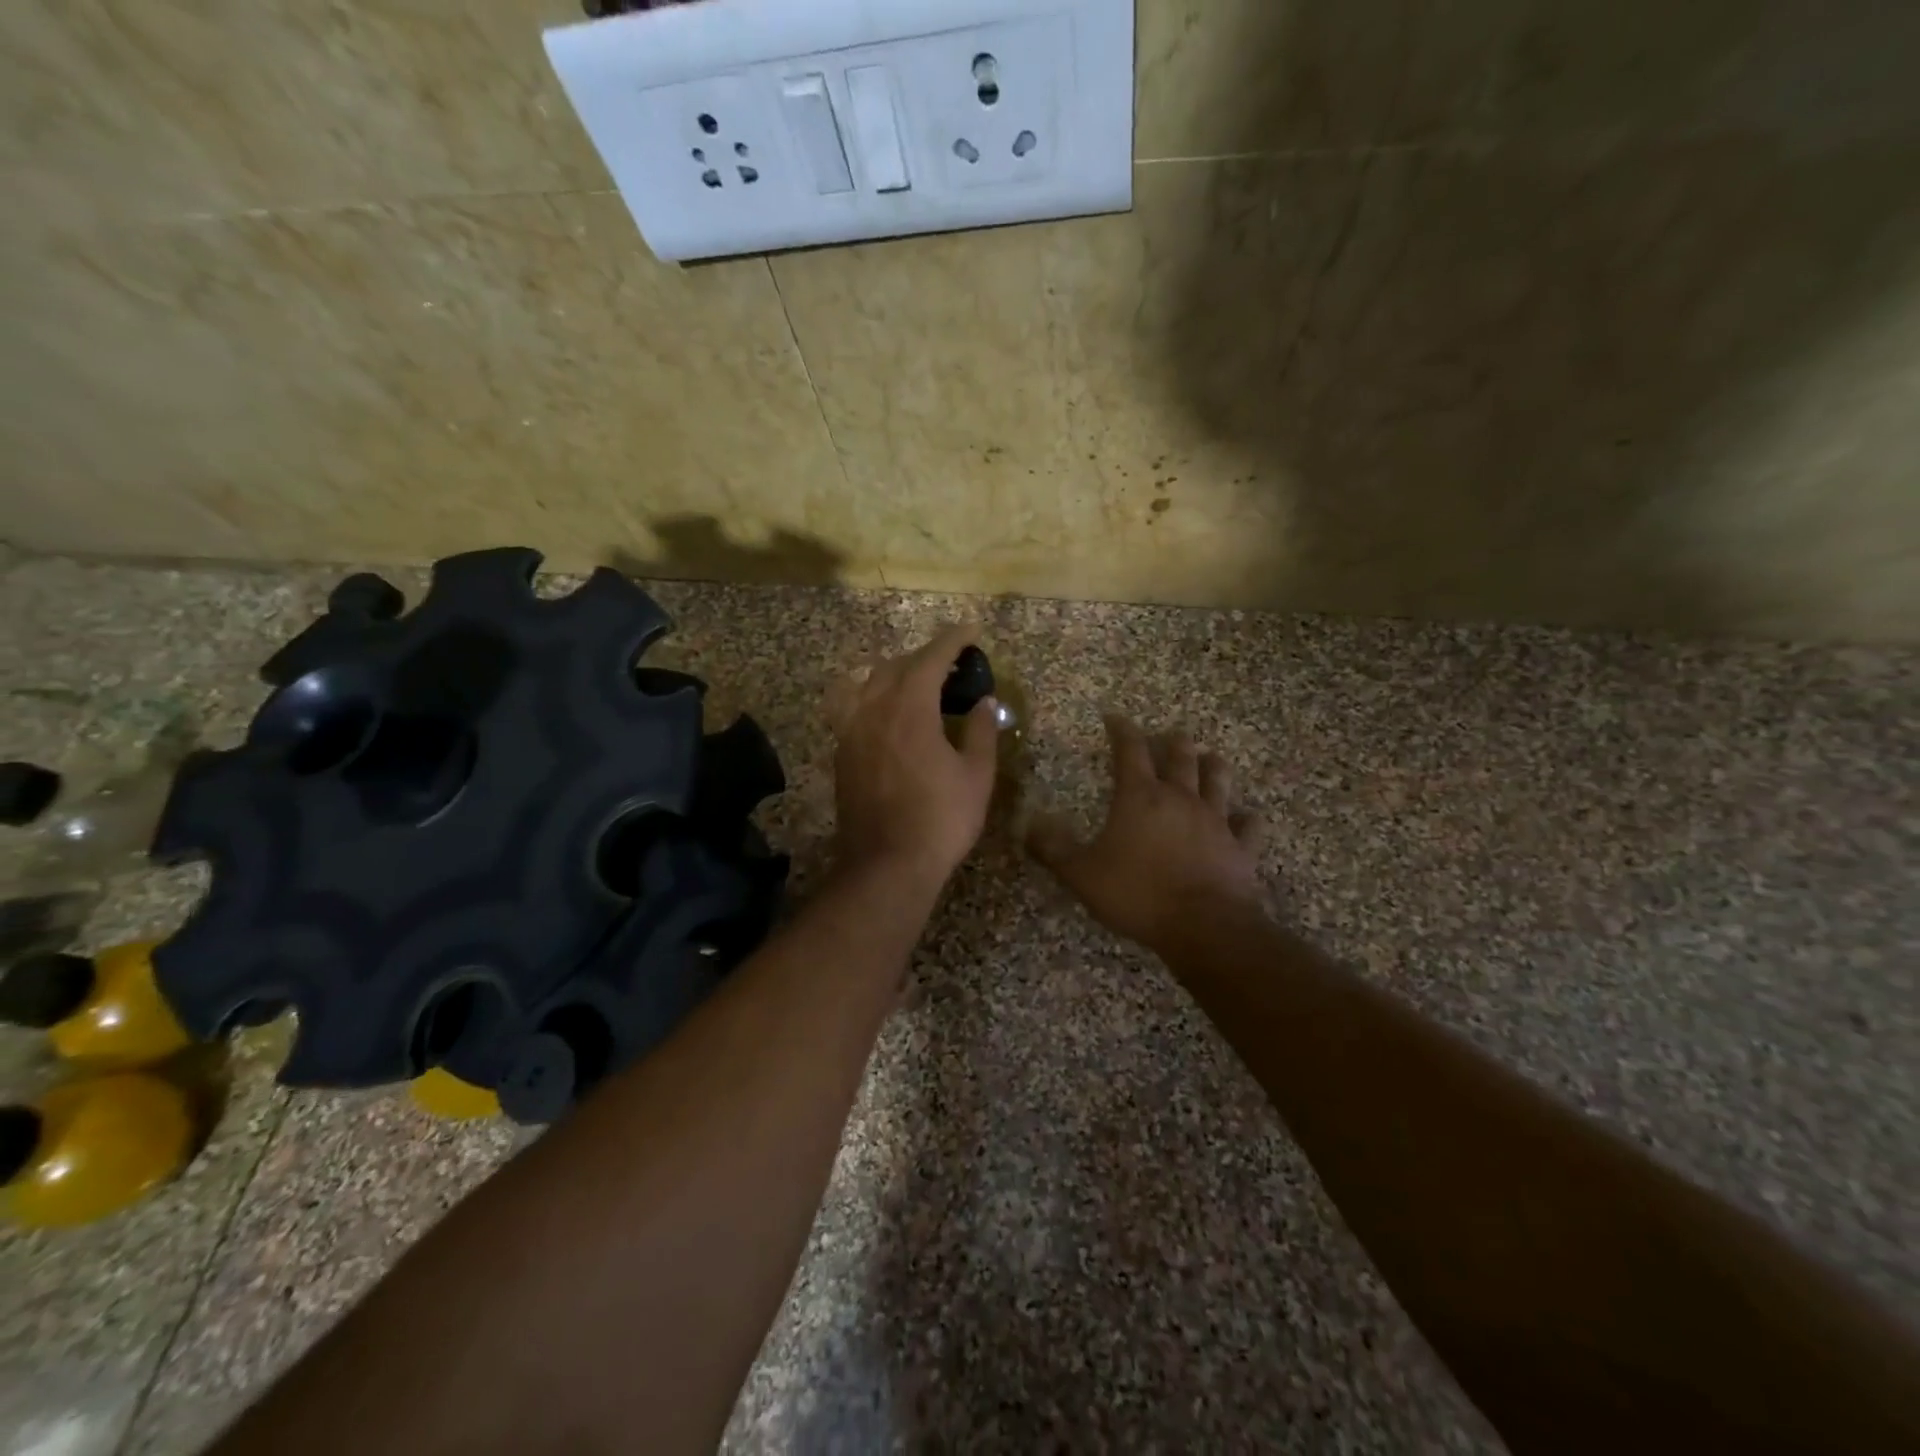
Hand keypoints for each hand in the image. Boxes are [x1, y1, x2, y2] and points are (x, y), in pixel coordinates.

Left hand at [827, 624, 999, 888]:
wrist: (886, 865)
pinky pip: (854, 707)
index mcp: (909, 707)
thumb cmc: (940, 820)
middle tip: (952, 662)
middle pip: (896, 665)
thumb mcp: (976, 775)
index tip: (971, 630)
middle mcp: (874, 709)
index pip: (931, 658)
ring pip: (869, 683)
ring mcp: (851, 731)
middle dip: (925, 656)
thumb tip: (984, 702)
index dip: (953, 640)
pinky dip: (874, 696)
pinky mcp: (842, 753)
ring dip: (896, 673)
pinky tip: (888, 712)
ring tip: (918, 683)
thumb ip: (980, 731)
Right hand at [1029, 715, 1264, 955]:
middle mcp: (1181, 799)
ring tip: (1209, 758)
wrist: (1204, 926)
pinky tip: (1246, 817)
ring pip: (1218, 780)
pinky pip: (1248, 826)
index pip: (1130, 751)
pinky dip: (1246, 819)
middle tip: (1170, 736)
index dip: (1122, 730)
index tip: (1115, 717)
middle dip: (1173, 742)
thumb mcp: (1082, 874)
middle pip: (1181, 757)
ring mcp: (1216, 821)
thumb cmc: (1138, 894)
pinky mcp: (1241, 848)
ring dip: (1213, 766)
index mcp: (1141, 797)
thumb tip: (1030, 826)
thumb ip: (1054, 849)